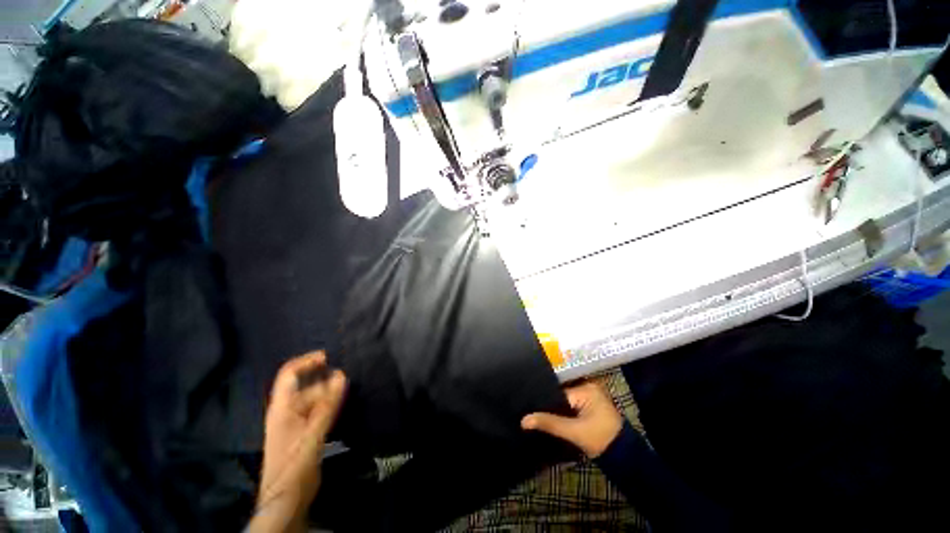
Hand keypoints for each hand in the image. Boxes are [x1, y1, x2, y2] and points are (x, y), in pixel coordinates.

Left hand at [251, 351, 346, 531]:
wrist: (286, 498)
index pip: (289, 374)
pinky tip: (342, 404)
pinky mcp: (305, 431)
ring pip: (314, 397)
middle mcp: (287, 410)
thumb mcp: (311, 434)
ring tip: (348, 387)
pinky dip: (330, 403)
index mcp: (282, 407)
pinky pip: (318, 409)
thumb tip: (341, 375)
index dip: (307, 361)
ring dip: (329, 391)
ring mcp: (296, 421)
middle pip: (306, 385)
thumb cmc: (294, 464)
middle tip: (347, 376)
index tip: (329, 356)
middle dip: (324, 377)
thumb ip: (327, 405)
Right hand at [521, 381, 623, 457]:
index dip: (543, 398)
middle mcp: (587, 385)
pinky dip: (560, 408)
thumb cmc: (601, 440)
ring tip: (533, 409)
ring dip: (553, 405)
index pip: (557, 389)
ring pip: (563, 397)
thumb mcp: (574, 432)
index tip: (527, 402)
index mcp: (586, 387)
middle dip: (547, 400)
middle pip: (559, 391)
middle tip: (526, 404)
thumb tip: (523, 420)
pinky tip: (547, 414)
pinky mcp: (588, 403)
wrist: (624, 457)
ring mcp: (588, 394)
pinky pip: (569, 401)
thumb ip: (549, 423)